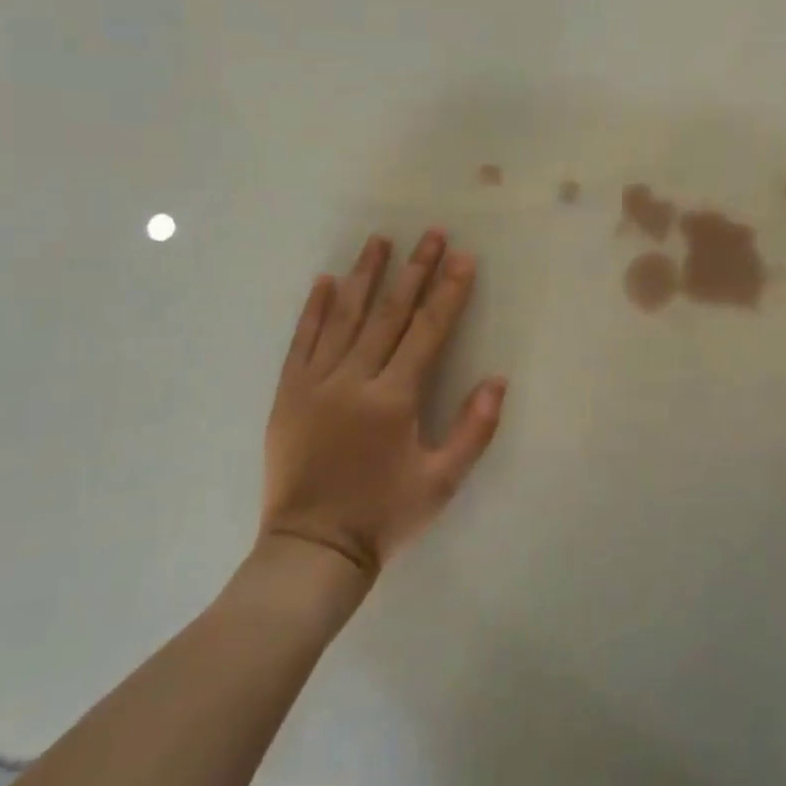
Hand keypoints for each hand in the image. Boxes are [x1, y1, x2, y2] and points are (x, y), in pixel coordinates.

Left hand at [259, 232, 506, 578]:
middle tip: (431, 234)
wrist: (311, 550)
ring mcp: (315, 384)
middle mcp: (353, 380)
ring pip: (344, 317)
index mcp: (394, 399)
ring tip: (379, 240)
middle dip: (414, 271)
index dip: (448, 292)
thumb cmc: (384, 516)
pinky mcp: (288, 394)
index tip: (462, 258)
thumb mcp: (442, 482)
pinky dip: (314, 309)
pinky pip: (302, 341)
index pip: (427, 331)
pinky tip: (326, 281)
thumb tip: (497, 380)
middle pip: (388, 313)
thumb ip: (474, 430)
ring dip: (364, 275)